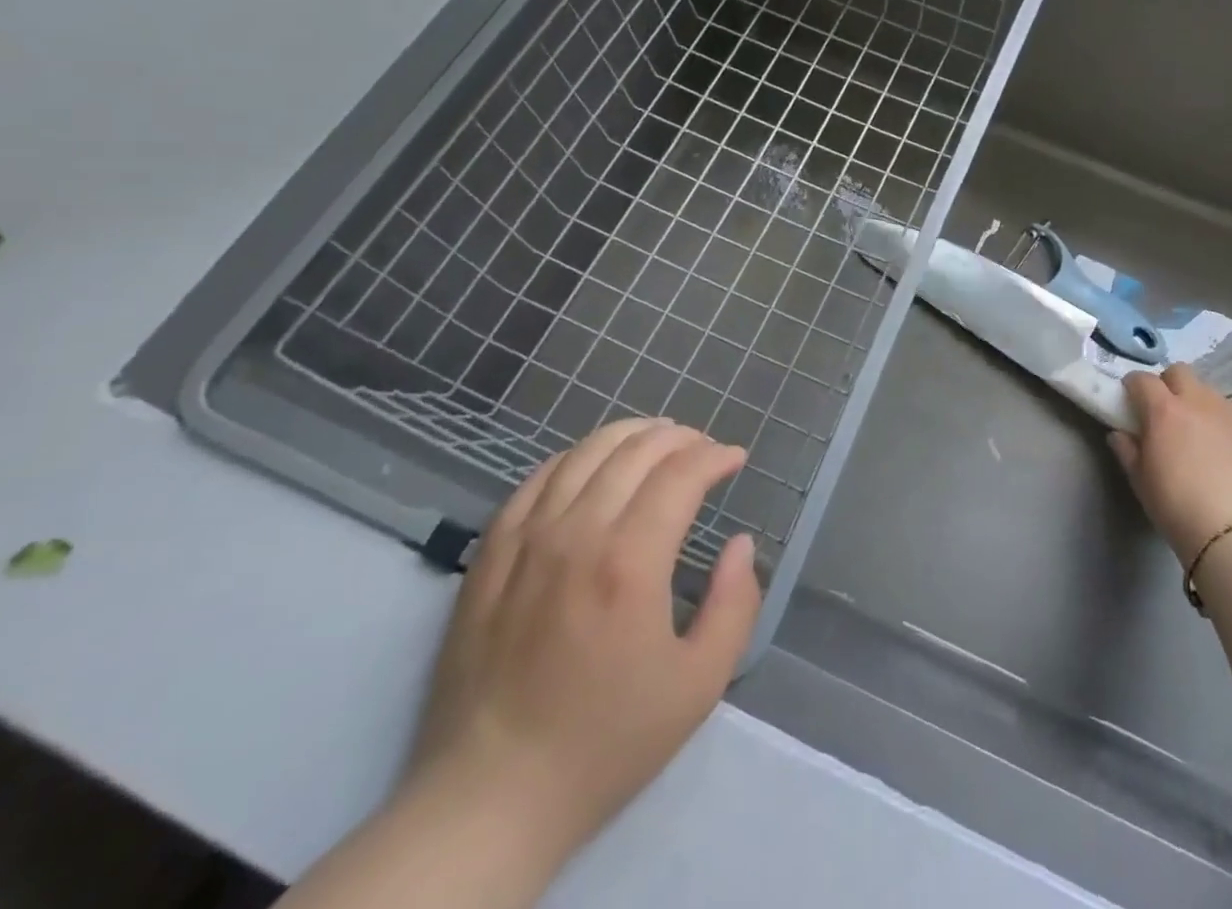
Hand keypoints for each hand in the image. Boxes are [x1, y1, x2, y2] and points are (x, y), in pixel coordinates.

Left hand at [402, 419, 761, 865]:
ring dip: (630, 435)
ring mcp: (527, 539)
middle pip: (635, 450)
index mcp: (630, 562)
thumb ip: (734, 605)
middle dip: (680, 438)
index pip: (681, 474)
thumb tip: (740, 544)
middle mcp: (577, 533)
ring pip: (585, 453)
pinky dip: (575, 456)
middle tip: (704, 448)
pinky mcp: (490, 553)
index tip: (736, 459)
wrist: (491, 796)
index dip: (715, 456)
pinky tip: (592, 464)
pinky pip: (537, 478)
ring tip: (657, 440)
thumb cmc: (605, 742)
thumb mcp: (698, 686)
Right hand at [1110, 364, 1231, 567]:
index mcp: (1163, 410)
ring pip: (1206, 388)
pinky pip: (1227, 408)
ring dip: (1193, 398)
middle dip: (1166, 383)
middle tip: (1162, 409)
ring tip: (1192, 426)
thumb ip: (1126, 450)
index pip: (1142, 379)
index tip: (1129, 400)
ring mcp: (1226, 412)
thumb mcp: (1139, 479)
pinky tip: (1216, 442)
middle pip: (1178, 371)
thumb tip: (1120, 434)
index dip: (1133, 386)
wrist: (1231, 531)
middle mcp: (1196, 401)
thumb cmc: (1175, 505)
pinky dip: (1216, 416)